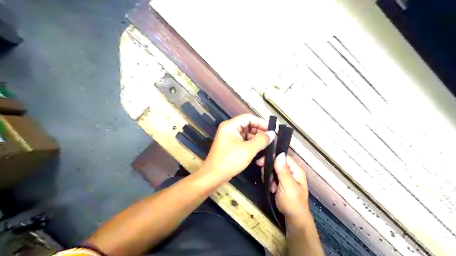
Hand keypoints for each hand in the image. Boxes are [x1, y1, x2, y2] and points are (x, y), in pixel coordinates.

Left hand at [202, 114, 273, 181]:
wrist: (213, 176)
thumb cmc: (229, 161)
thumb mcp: (248, 150)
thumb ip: (261, 140)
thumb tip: (272, 134)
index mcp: (230, 126)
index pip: (248, 118)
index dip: (261, 122)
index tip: (271, 130)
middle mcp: (229, 129)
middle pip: (248, 126)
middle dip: (259, 133)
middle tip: (270, 140)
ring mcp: (230, 138)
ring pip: (247, 135)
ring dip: (257, 141)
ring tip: (266, 148)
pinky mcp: (231, 147)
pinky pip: (244, 143)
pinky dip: (252, 147)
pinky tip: (259, 154)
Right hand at [258, 154, 311, 223]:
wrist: (294, 219)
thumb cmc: (292, 203)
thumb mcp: (287, 186)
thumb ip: (283, 171)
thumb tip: (279, 154)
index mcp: (296, 170)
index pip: (283, 157)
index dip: (272, 158)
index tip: (260, 162)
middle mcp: (292, 172)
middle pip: (278, 163)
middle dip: (270, 169)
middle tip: (266, 178)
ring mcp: (287, 178)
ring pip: (274, 170)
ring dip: (269, 177)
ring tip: (271, 186)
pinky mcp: (282, 183)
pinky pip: (273, 177)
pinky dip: (270, 182)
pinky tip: (271, 189)